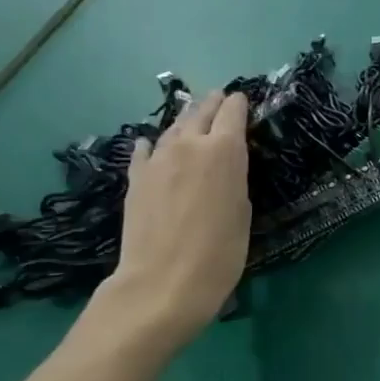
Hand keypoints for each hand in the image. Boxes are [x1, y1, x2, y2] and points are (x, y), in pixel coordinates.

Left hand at [94, 91, 250, 352]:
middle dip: (212, 104)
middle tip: (220, 98)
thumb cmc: (220, 253)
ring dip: (185, 120)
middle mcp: (189, 144)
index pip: (233, 112)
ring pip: (172, 128)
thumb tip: (225, 167)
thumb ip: (234, 179)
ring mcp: (157, 160)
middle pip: (200, 112)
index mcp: (224, 151)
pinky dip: (153, 144)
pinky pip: (145, 150)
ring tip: (192, 116)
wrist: (163, 281)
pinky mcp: (135, 178)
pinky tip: (150, 143)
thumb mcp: (242, 212)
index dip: (240, 104)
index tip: (244, 100)